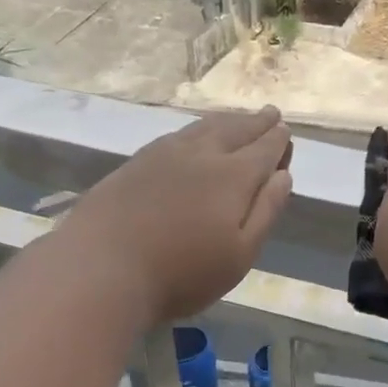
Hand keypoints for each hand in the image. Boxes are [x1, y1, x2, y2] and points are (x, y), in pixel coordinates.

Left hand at [57, 108, 293, 326]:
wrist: (101, 268)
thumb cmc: (182, 273)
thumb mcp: (240, 254)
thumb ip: (266, 211)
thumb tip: (283, 176)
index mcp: (233, 176)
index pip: (264, 149)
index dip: (278, 140)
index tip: (286, 131)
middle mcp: (202, 155)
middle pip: (236, 130)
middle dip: (256, 122)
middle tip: (270, 113)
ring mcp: (165, 155)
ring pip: (204, 127)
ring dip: (227, 120)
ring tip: (239, 118)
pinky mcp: (136, 163)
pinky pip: (177, 134)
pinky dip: (196, 129)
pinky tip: (194, 134)